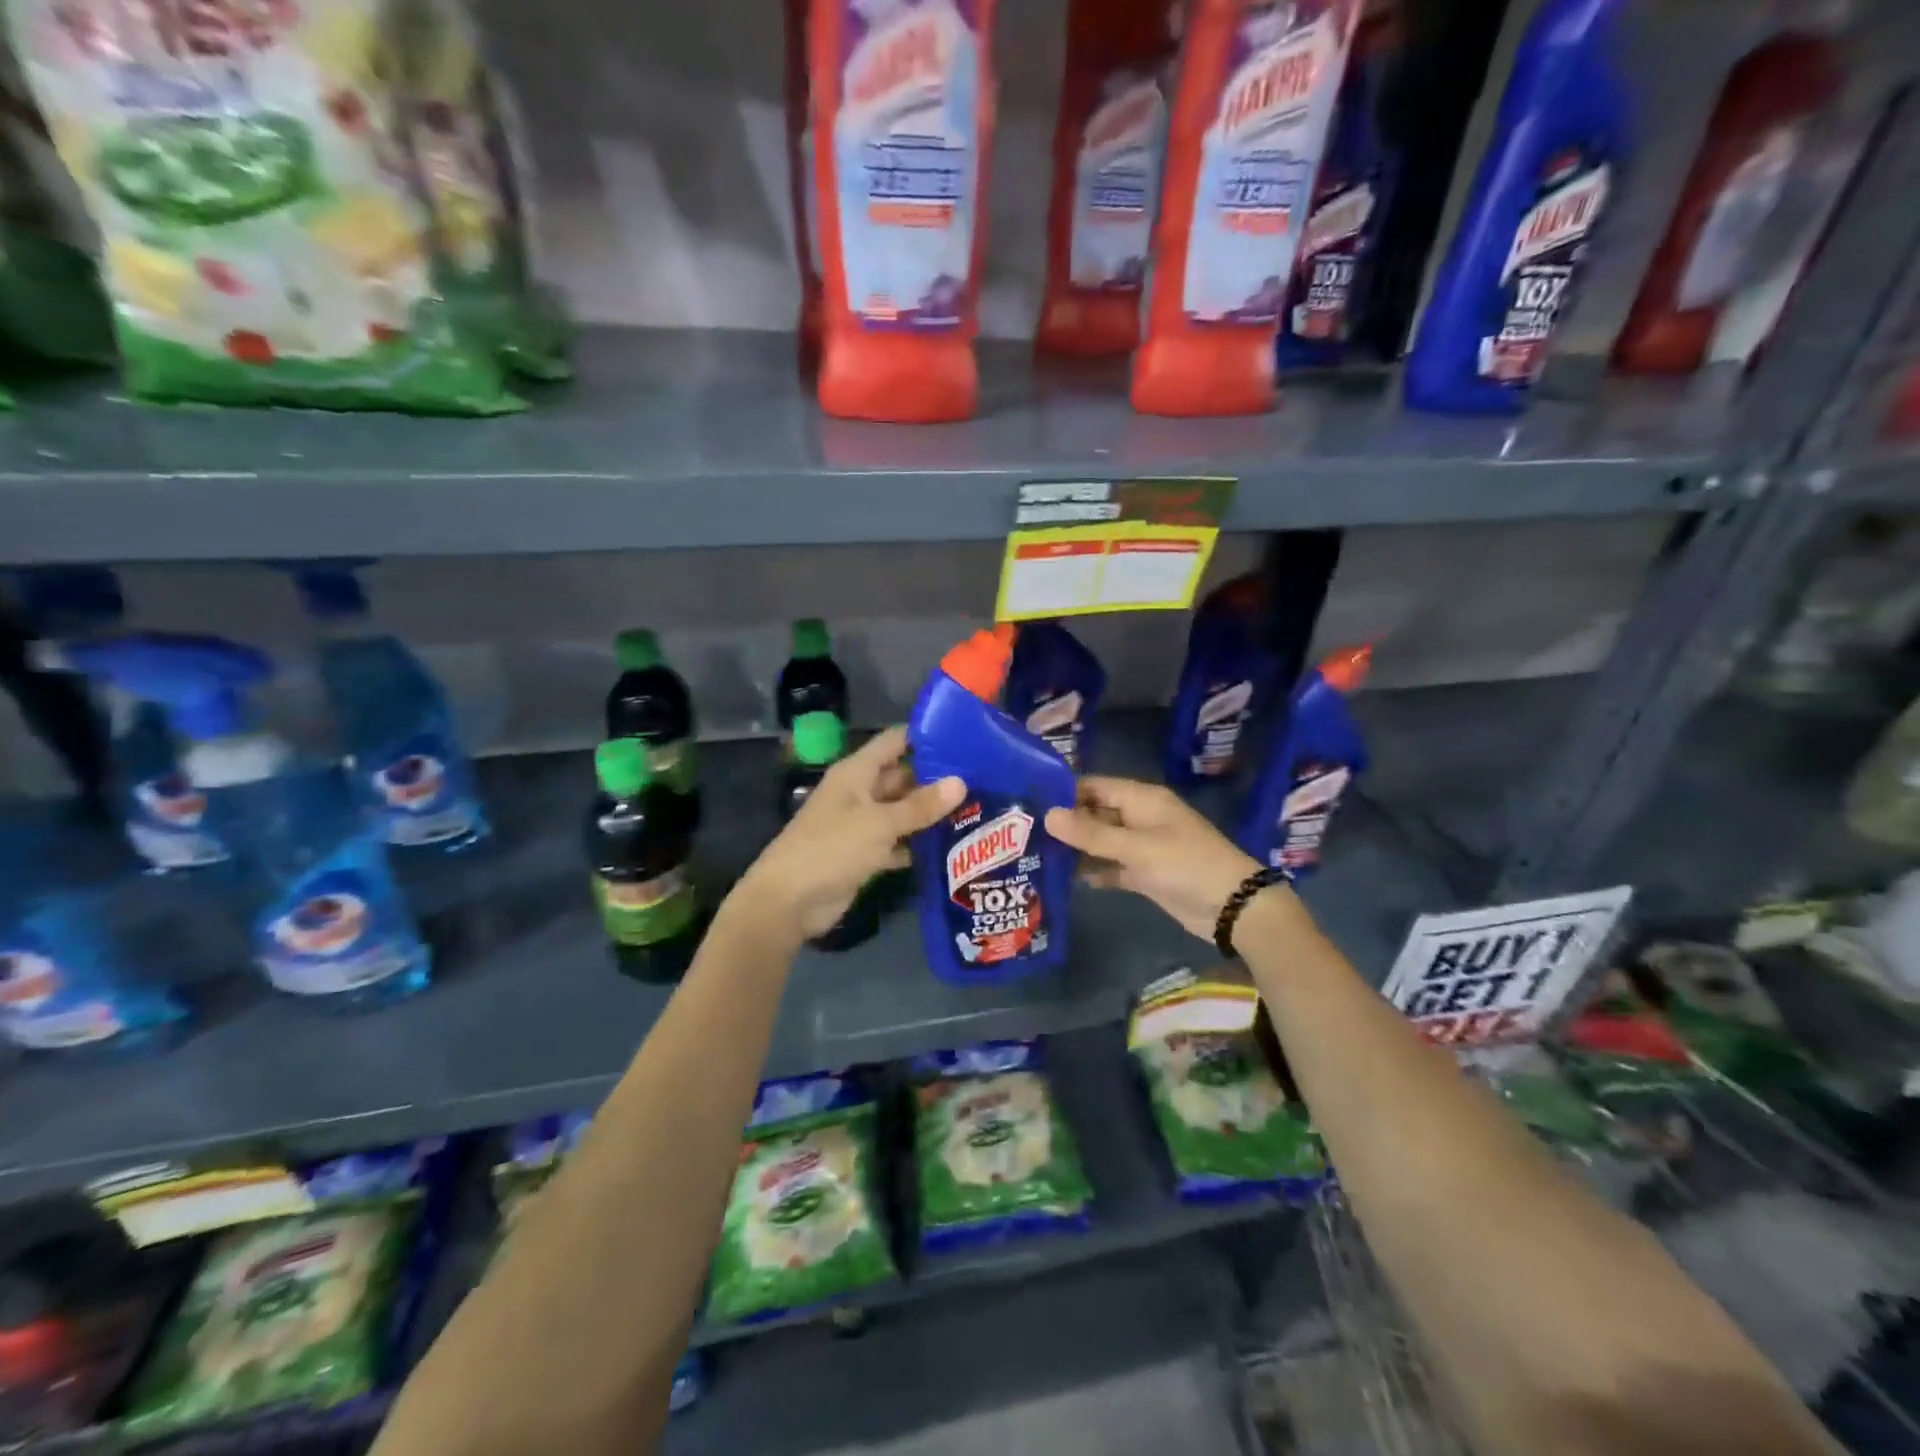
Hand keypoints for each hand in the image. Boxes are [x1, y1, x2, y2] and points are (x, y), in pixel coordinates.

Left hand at [742, 725, 964, 942]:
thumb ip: (920, 805)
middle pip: (902, 777)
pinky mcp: (864, 854)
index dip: (925, 737)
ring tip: (976, 810)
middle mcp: (859, 792)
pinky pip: (896, 842)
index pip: (894, 742)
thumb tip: (960, 782)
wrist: (788, 901)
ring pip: (901, 812)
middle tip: (981, 780)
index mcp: (857, 772)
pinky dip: (917, 844)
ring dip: (929, 814)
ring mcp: (860, 824)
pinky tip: (951, 847)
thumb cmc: (832, 848)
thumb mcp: (880, 823)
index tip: (964, 738)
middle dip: (936, 780)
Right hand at [1045, 776, 1260, 942]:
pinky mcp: (1145, 873)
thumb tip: (1048, 815)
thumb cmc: (1186, 866)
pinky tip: (1064, 879)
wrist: (1234, 908)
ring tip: (1034, 855)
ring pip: (1101, 841)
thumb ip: (1092, 834)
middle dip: (1064, 822)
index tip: (1027, 802)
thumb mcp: (1137, 848)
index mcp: (1141, 800)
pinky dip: (1093, 870)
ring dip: (1076, 848)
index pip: (1094, 786)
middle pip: (1094, 813)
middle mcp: (1139, 818)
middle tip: (1022, 832)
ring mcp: (1142, 846)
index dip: (1063, 792)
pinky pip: (1111, 865)